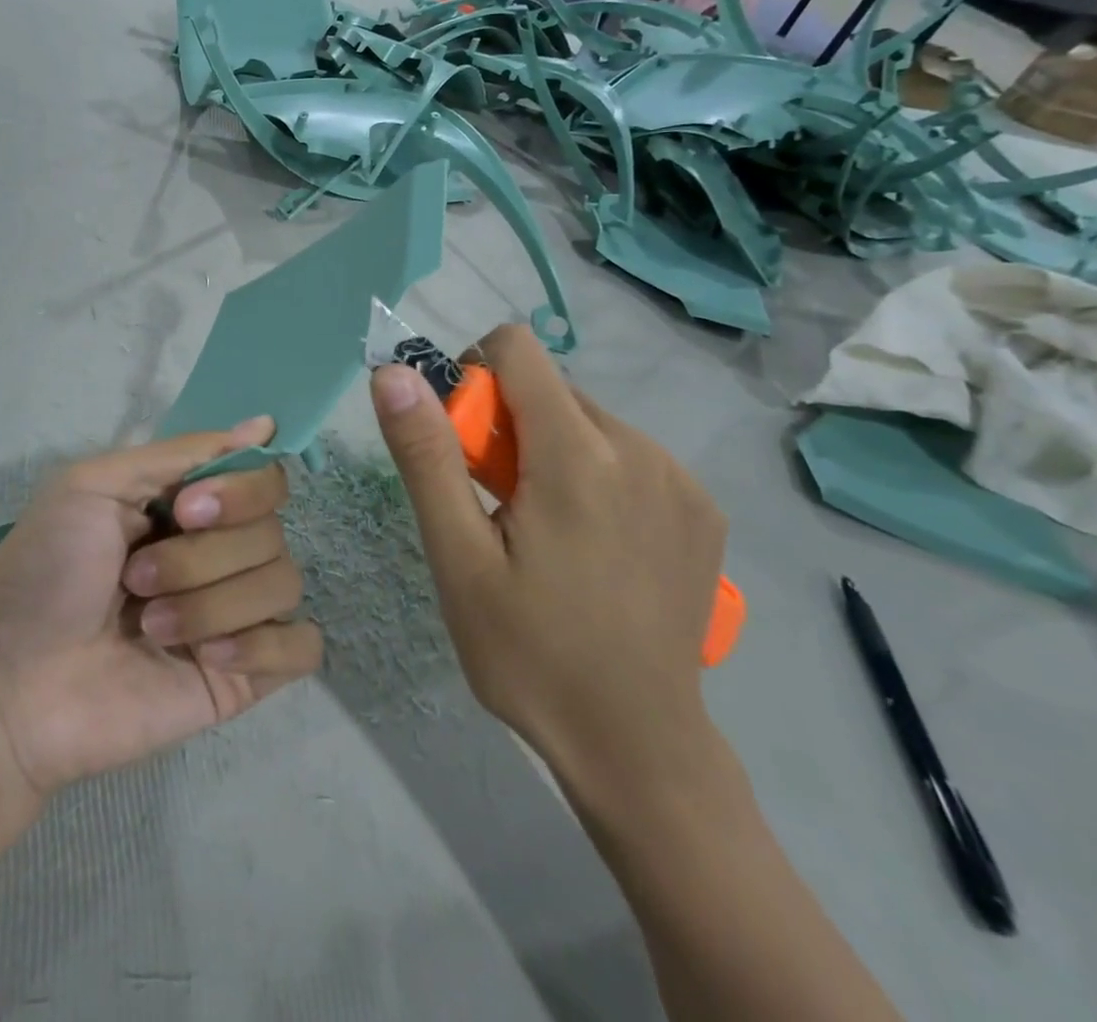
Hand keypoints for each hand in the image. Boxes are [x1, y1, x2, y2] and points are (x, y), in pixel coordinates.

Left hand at [0, 417, 321, 796]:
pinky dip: (263, 645)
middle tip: (136, 580)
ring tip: (151, 627)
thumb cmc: (43, 573)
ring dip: (213, 604)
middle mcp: (218, 552)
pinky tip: (208, 659)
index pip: (264, 478)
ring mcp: (234, 614)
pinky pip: (302, 647)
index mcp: (188, 506)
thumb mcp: (93, 485)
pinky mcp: (243, 675)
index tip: (186, 510)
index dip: (239, 491)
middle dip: (202, 557)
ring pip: (284, 584)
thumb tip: (264, 425)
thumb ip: (181, 453)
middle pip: (272, 532)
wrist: (10, 687)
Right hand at [370, 326, 726, 797]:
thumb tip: (394, 375)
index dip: (472, 375)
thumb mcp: (458, 558)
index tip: (460, 441)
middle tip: (493, 503)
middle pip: (550, 388)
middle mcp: (641, 450)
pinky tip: (588, 545)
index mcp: (579, 456)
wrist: (639, 747)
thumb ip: (427, 456)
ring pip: (588, 420)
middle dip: (507, 424)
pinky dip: (592, 474)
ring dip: (549, 450)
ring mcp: (681, 481)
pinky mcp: (702, 510)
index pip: (516, 349)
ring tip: (539, 531)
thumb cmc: (530, 653)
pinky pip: (627, 455)